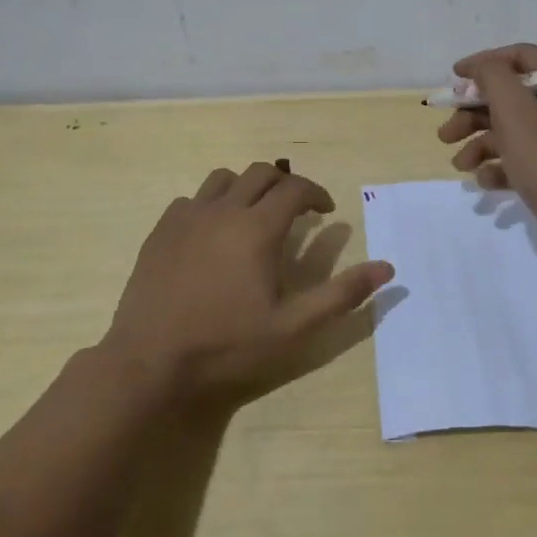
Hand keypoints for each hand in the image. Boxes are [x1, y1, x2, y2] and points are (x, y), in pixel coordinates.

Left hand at [100, 162, 394, 402]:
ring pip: (223, 179)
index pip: (295, 189)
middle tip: (297, 211)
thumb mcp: (294, 328)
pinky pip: (192, 200)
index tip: (326, 212)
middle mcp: (223, 211)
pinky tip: (212, 234)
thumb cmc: (228, 346)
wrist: (150, 363)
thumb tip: (387, 268)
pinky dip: (212, 204)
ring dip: (247, 188)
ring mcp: (186, 218)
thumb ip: (341, 294)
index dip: (316, 194)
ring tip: (255, 216)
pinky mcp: (160, 231)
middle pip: (260, 174)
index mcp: (257, 229)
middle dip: (285, 185)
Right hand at [438, 43, 536, 249]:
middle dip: (474, 114)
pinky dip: (501, 166)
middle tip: (445, 133)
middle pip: (512, 97)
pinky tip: (484, 181)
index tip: (453, 77)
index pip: (521, 57)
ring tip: (459, 165)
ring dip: (481, 144)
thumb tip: (482, 67)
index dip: (484, 63)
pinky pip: (524, 157)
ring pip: (514, 130)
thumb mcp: (515, 112)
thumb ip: (493, 78)